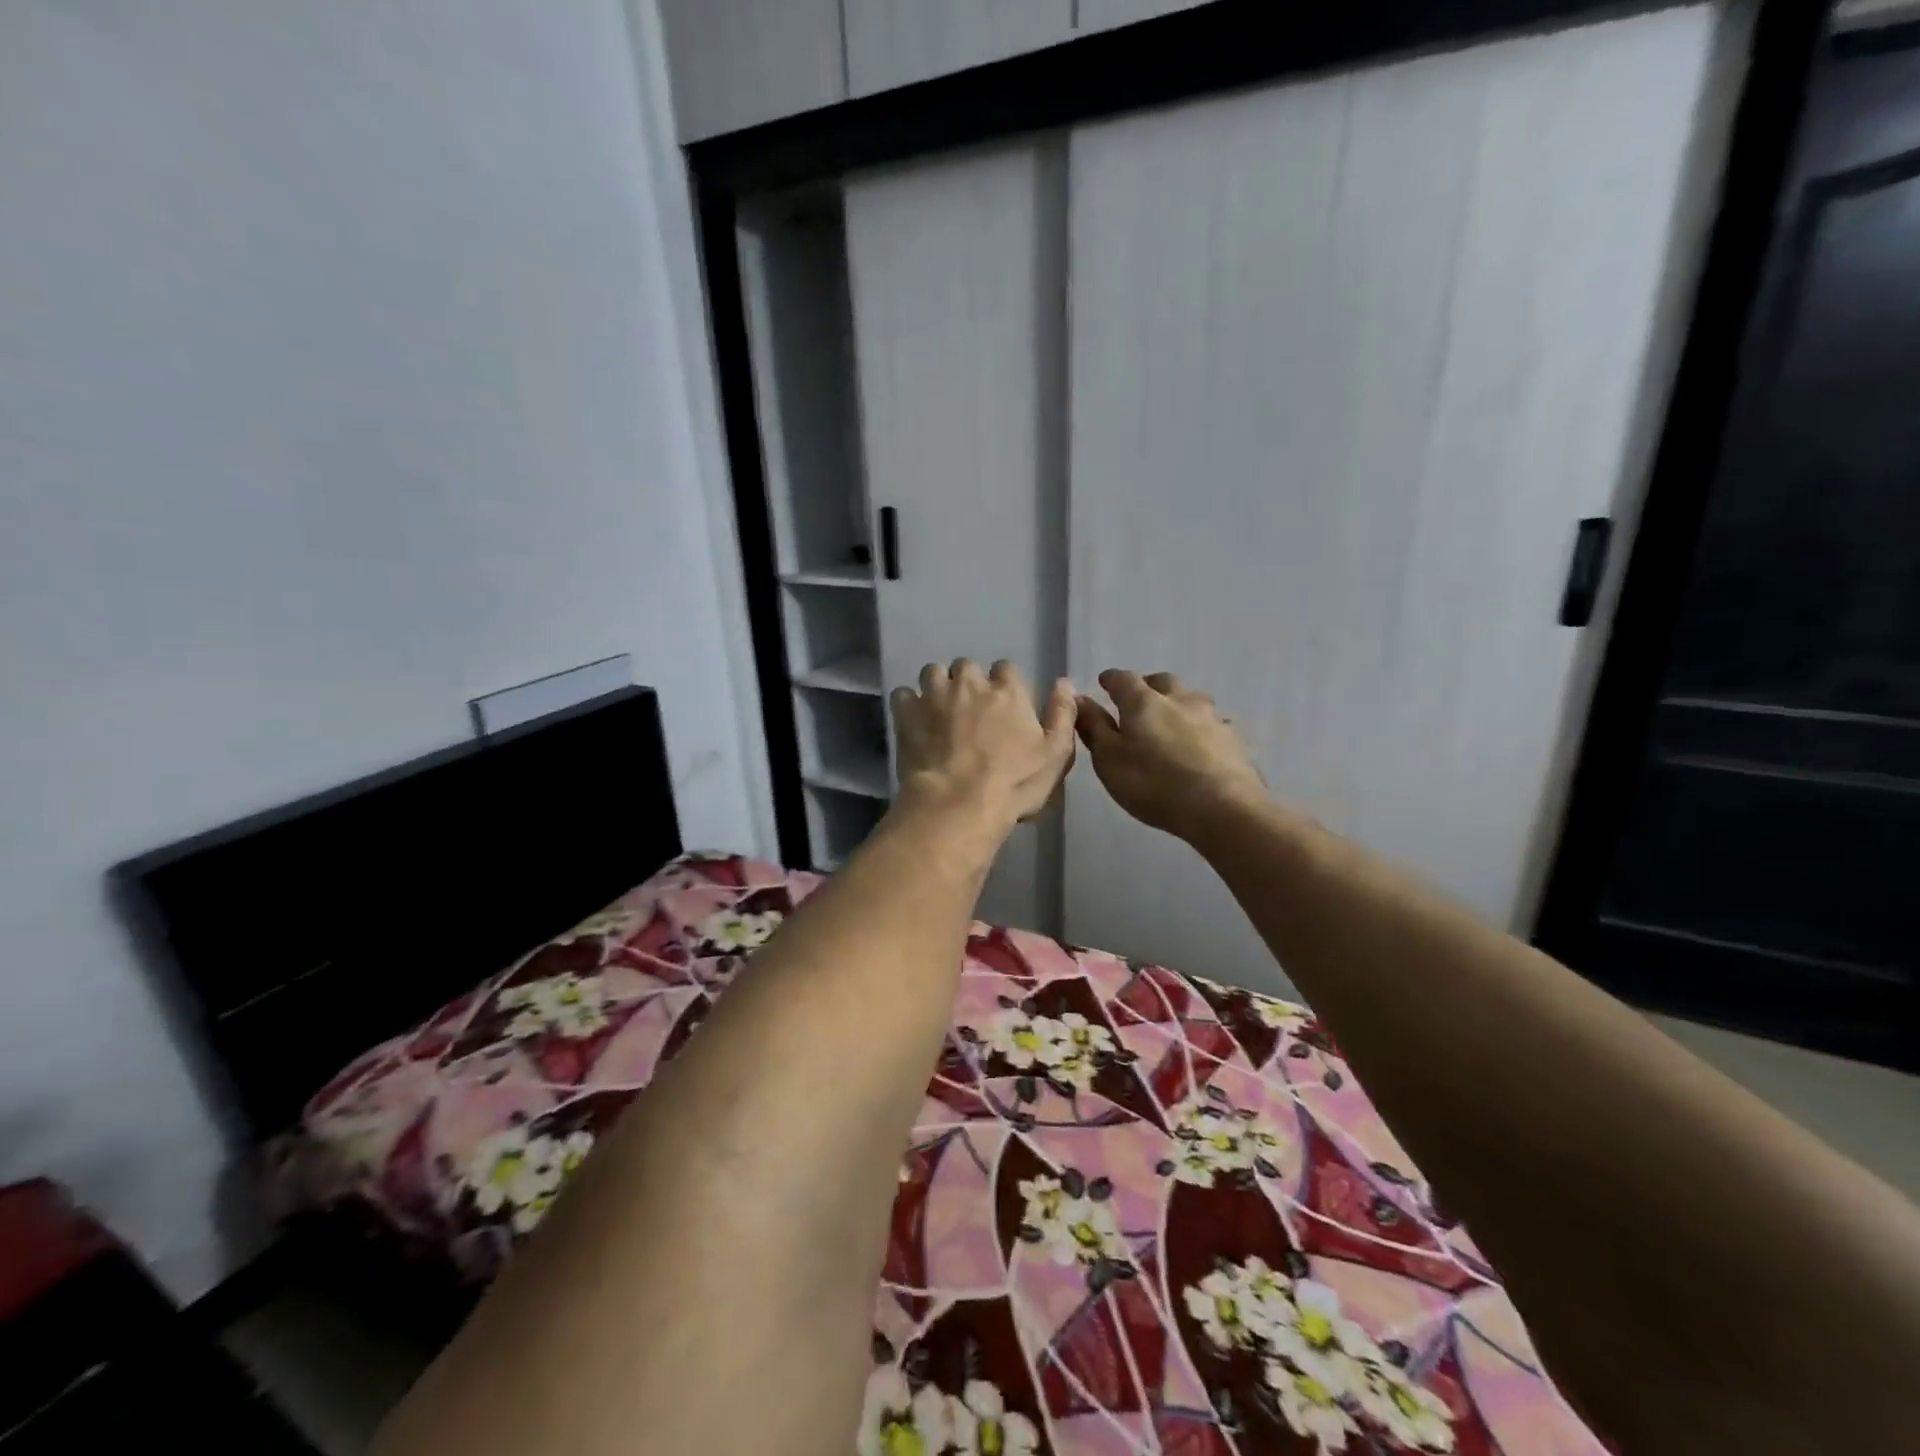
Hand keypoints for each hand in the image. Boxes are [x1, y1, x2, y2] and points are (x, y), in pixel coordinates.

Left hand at [891, 660, 1076, 829]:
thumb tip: (1064, 682)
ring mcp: (934, 696)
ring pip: (933, 672)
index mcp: (1007, 691)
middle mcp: (969, 683)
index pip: (1006, 668)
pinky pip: (903, 694)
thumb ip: (1062, 714)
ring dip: (937, 686)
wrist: (957, 804)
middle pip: (966, 666)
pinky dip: (909, 704)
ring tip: (939, 710)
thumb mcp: (1055, 755)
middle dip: (968, 682)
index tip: (1003, 705)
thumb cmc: (1013, 784)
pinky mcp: (906, 713)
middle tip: (969, 709)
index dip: (1004, 685)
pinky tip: (913, 721)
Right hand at [1076, 670, 1267, 840]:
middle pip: (1163, 682)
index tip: (1104, 682)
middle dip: (1149, 686)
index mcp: (1144, 702)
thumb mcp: (1110, 759)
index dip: (1111, 679)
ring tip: (1172, 723)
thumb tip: (1079, 698)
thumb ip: (1094, 727)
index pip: (1123, 679)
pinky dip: (1202, 730)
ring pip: (1193, 700)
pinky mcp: (1234, 740)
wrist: (1222, 808)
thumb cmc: (1154, 783)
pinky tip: (1201, 746)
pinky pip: (1214, 726)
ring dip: (1179, 705)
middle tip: (1139, 700)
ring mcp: (1212, 718)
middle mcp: (1180, 700)